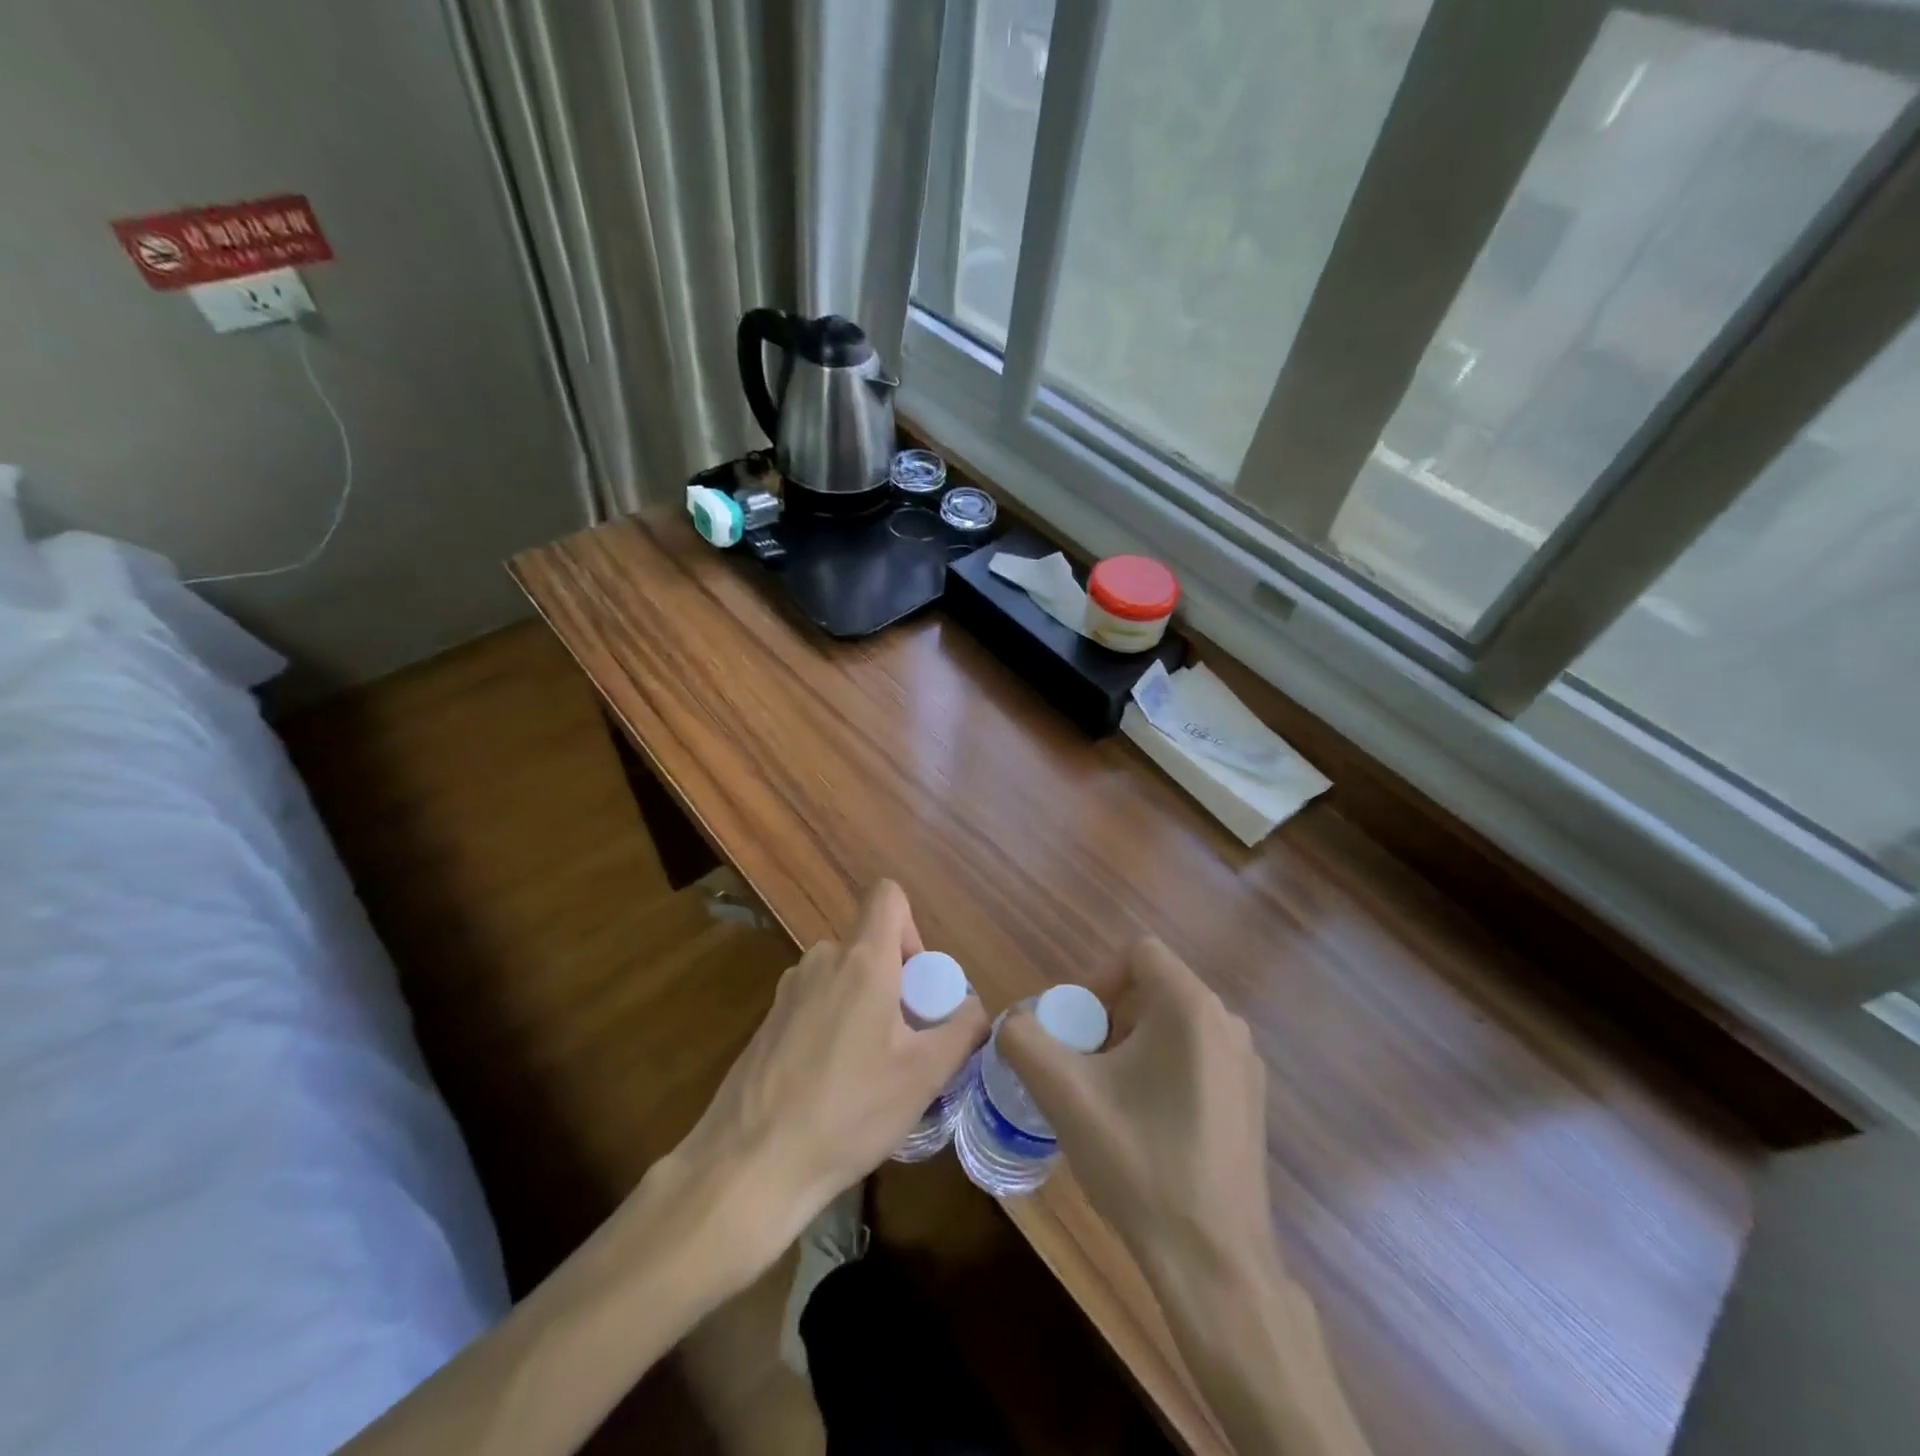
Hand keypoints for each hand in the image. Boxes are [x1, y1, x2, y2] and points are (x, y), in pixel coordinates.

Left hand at [670, 880, 988, 1270]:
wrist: (751, 1163)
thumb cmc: (849, 1110)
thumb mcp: (924, 1075)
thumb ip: (962, 1030)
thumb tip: (976, 1008)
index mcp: (862, 960)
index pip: (888, 896)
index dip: (912, 927)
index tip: (919, 982)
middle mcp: (821, 961)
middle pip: (869, 945)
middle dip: (896, 982)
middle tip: (906, 1042)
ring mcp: (788, 991)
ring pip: (843, 977)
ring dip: (865, 1007)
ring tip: (872, 1071)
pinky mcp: (768, 1022)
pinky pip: (816, 1004)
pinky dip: (834, 1026)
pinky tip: (832, 1086)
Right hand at [1000, 937, 1274, 1287]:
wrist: (1214, 1263)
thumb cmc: (1140, 1162)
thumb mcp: (1065, 1094)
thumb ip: (1024, 1040)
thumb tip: (1013, 1022)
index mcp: (1191, 1007)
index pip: (1137, 953)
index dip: (1096, 979)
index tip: (1075, 1028)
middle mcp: (1227, 1023)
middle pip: (1153, 990)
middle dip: (1108, 1018)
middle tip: (1082, 1066)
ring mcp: (1246, 1065)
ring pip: (1173, 1026)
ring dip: (1132, 1047)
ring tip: (1107, 1098)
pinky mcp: (1251, 1102)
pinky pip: (1196, 1059)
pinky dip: (1162, 1072)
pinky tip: (1145, 1126)